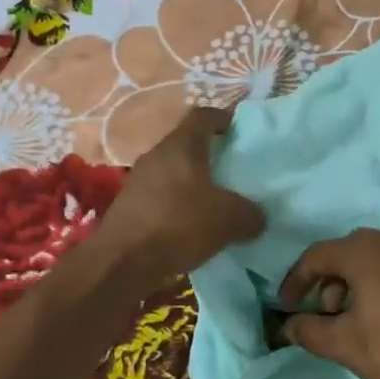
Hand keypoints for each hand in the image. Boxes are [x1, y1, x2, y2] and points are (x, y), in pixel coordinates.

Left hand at [97, 107, 264, 287]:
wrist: (122, 262)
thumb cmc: (179, 225)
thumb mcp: (229, 220)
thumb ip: (250, 214)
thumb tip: (257, 217)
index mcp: (181, 146)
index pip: (203, 116)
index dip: (223, 118)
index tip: (239, 131)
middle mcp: (156, 155)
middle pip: (186, 144)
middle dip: (210, 155)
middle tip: (233, 170)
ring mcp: (138, 180)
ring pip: (172, 171)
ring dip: (192, 182)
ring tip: (214, 201)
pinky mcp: (128, 205)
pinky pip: (159, 195)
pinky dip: (176, 204)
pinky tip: (190, 225)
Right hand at [278, 228, 379, 378]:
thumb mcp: (345, 345)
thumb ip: (308, 331)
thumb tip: (286, 325)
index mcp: (366, 251)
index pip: (316, 255)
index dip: (295, 280)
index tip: (285, 307)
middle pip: (347, 254)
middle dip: (327, 283)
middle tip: (323, 316)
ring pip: (375, 261)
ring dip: (355, 286)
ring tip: (355, 323)